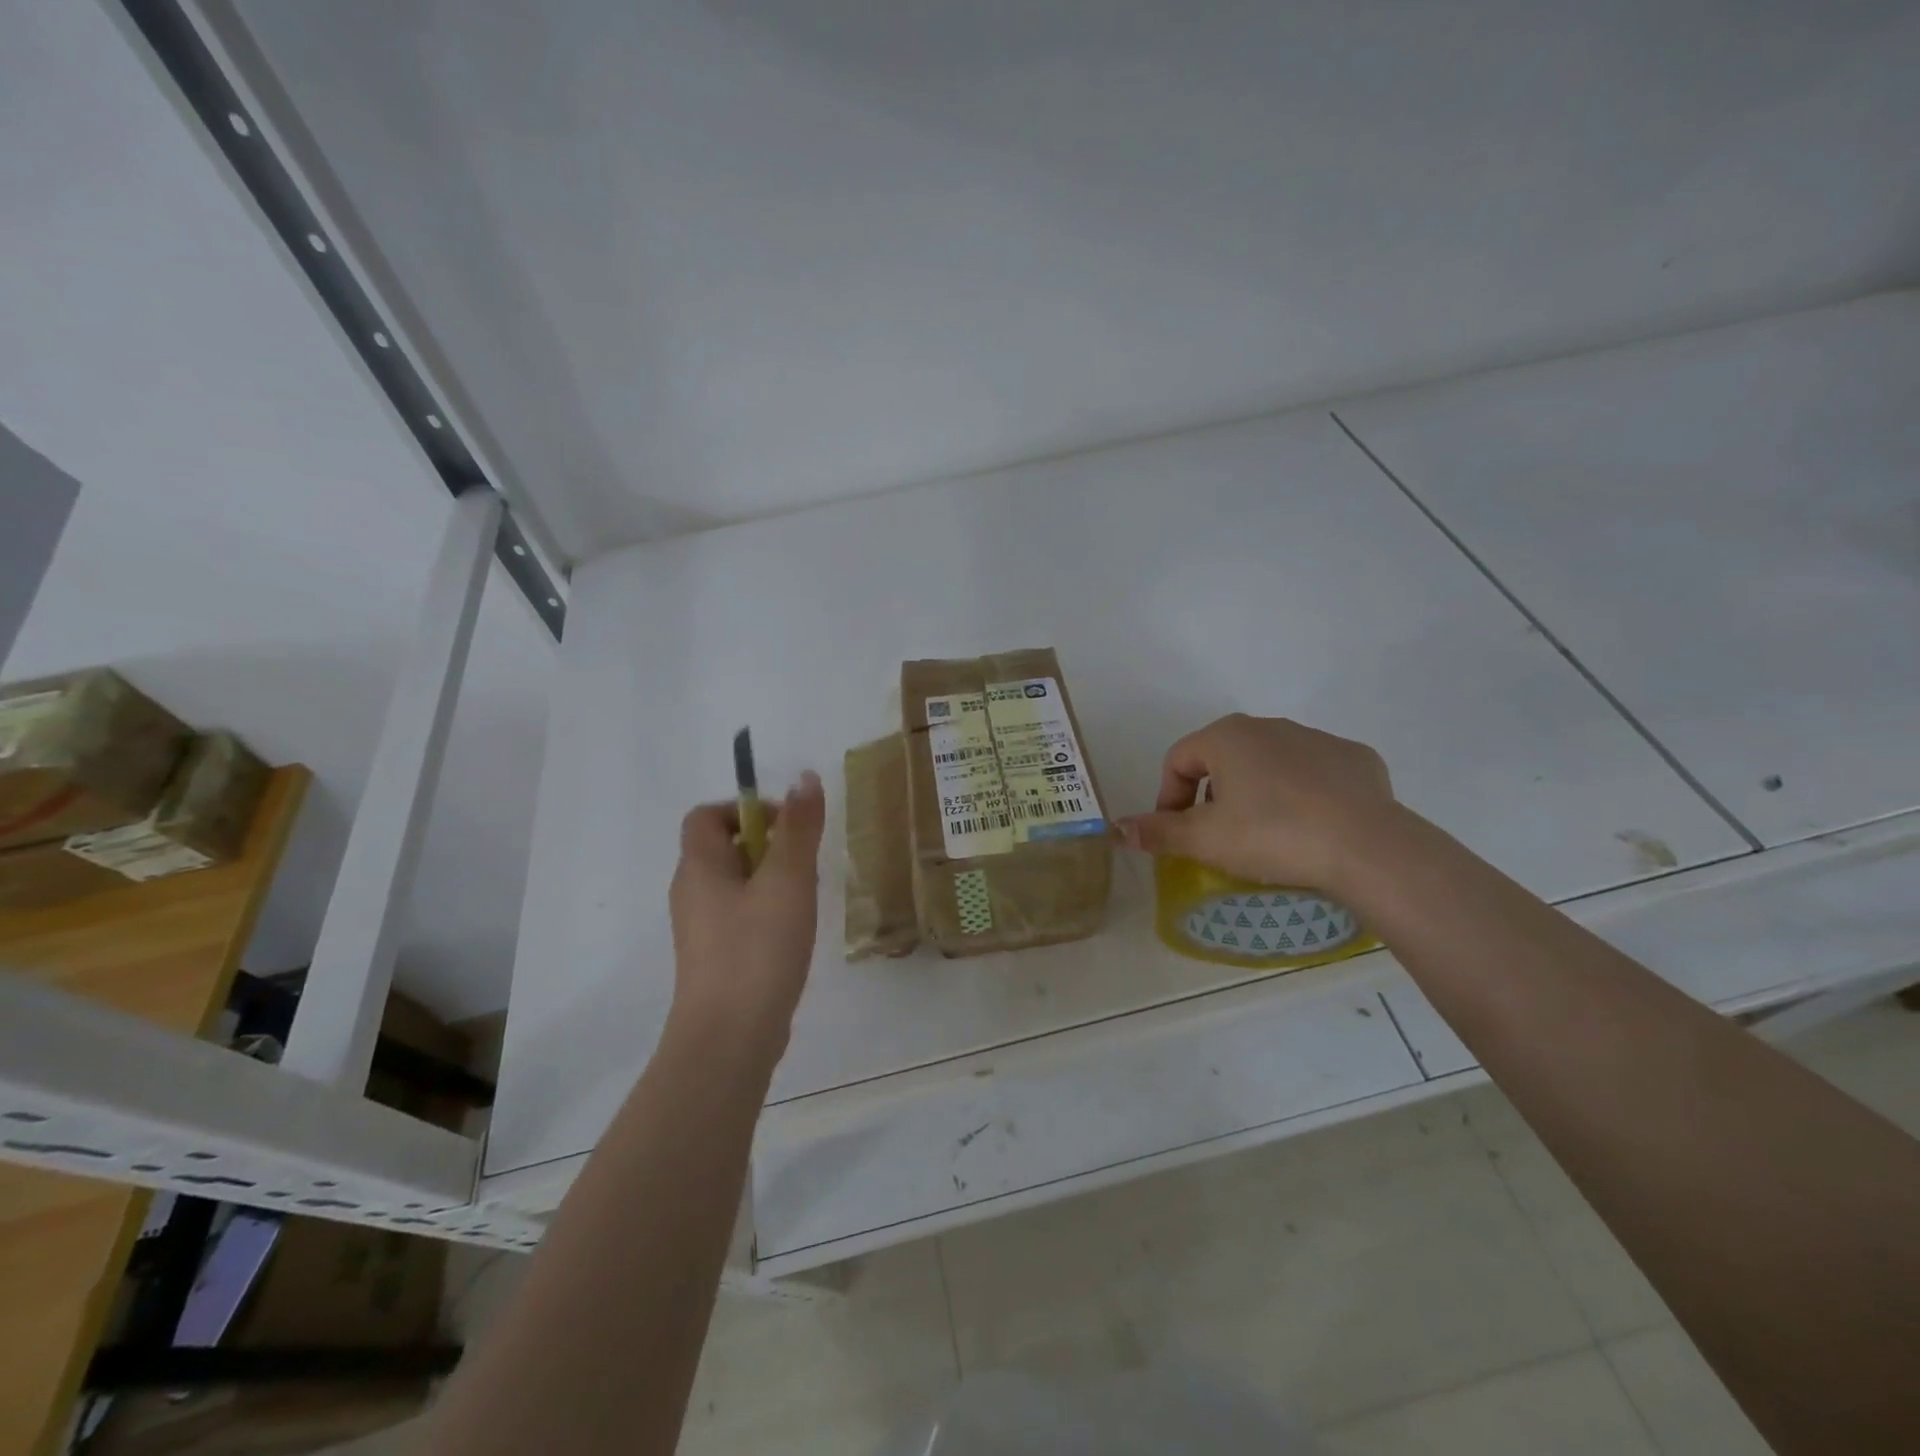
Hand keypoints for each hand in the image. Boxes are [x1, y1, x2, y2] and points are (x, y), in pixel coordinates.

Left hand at [668, 770, 826, 1055]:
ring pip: (735, 884)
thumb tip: (804, 777)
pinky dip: (765, 912)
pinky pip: (738, 916)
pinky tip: (793, 935)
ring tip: (803, 901)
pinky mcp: (714, 959)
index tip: (786, 828)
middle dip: (768, 846)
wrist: (730, 1038)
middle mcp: (690, 892)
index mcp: (699, 866)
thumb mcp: (788, 879)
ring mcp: (699, 930)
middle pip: (723, 848)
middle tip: (803, 867)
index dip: (745, 809)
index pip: (707, 816)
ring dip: (771, 880)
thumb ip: (799, 827)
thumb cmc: (758, 948)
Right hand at [1118, 715, 1398, 894]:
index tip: (1175, 832)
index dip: (1167, 796)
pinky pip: (1315, 772)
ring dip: (1256, 791)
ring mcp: (1317, 738)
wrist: (1367, 848)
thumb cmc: (1272, 835)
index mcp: (1227, 736)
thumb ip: (1158, 832)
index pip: (1178, 759)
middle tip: (1217, 833)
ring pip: (1270, 762)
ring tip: (1265, 833)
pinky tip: (1311, 825)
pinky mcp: (1355, 759)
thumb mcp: (1204, 840)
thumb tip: (1116, 829)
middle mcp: (1269, 725)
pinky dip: (1303, 793)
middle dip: (1211, 793)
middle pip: (1223, 757)